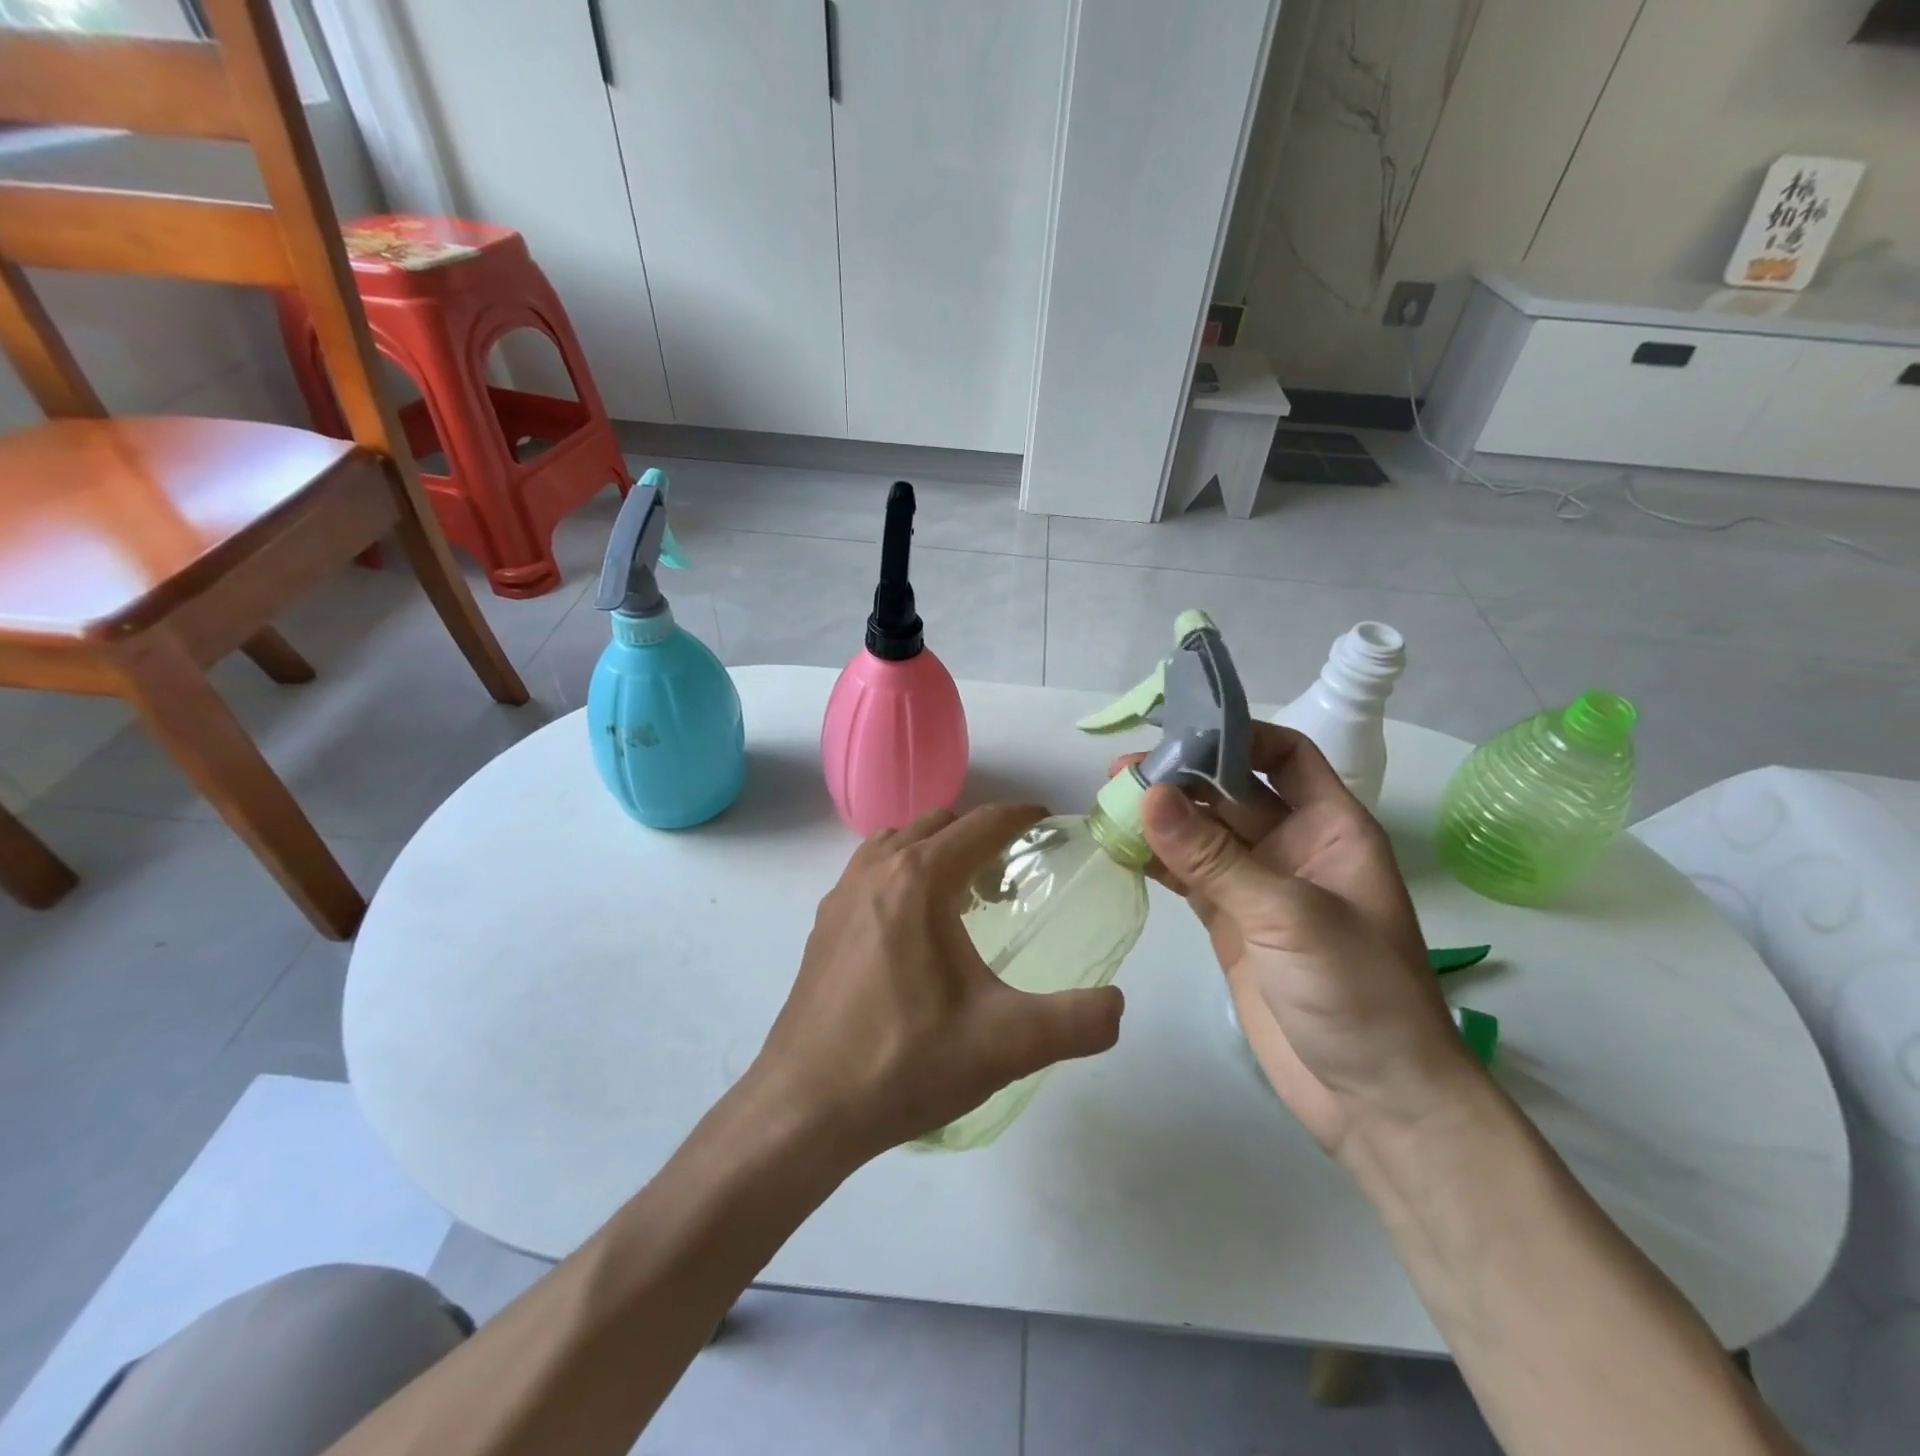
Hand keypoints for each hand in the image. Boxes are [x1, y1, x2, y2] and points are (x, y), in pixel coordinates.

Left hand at [751, 805, 1124, 1162]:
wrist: (804, 1109)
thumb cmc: (904, 1063)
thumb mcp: (1005, 1045)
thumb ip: (1076, 1022)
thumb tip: (1118, 1006)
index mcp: (919, 880)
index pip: (980, 825)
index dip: (1019, 816)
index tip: (1047, 822)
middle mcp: (876, 871)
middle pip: (938, 823)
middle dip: (979, 834)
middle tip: (1011, 873)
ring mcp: (841, 894)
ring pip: (898, 842)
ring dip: (936, 849)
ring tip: (964, 894)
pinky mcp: (823, 924)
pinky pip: (871, 871)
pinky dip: (902, 871)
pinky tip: (915, 928)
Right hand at [1121, 725, 1482, 1159]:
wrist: (1376, 1100)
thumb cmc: (1358, 994)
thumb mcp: (1289, 917)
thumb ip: (1215, 858)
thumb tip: (1149, 796)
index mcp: (1332, 829)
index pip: (1285, 756)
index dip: (1237, 737)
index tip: (1178, 731)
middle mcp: (1295, 848)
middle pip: (1232, 792)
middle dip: (1181, 778)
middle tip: (1120, 773)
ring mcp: (1259, 887)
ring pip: (1203, 835)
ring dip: (1161, 819)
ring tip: (1108, 803)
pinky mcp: (1231, 924)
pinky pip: (1189, 877)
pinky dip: (1157, 861)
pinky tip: (1121, 850)